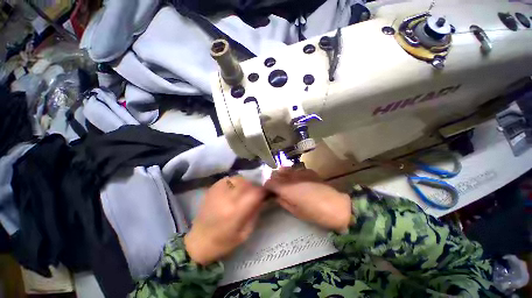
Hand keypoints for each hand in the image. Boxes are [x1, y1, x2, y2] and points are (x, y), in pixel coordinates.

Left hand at [185, 176, 265, 264]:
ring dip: (246, 183)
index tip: (268, 193)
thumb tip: (263, 197)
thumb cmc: (224, 242)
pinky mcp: (212, 188)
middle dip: (256, 187)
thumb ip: (256, 212)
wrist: (199, 241)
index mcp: (235, 211)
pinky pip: (229, 179)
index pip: (256, 192)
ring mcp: (218, 190)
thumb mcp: (246, 232)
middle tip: (257, 193)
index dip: (264, 191)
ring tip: (246, 191)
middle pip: (248, 183)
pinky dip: (236, 182)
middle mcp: (227, 197)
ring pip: (239, 178)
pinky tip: (235, 189)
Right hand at [265, 167, 350, 232]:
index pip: (269, 182)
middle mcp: (291, 177)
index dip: (267, 186)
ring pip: (285, 169)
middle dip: (274, 179)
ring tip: (285, 183)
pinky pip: (295, 169)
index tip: (269, 191)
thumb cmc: (314, 213)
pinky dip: (293, 174)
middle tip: (276, 188)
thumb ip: (282, 201)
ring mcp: (300, 172)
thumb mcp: (295, 211)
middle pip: (276, 174)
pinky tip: (297, 180)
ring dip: (282, 175)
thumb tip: (276, 195)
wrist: (337, 206)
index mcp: (286, 189)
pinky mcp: (308, 171)